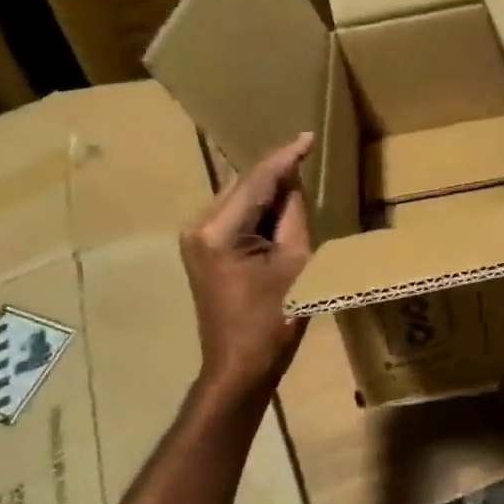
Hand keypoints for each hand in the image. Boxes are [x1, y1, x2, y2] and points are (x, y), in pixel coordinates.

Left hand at [180, 132, 314, 398]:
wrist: (239, 367)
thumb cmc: (274, 321)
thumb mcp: (296, 262)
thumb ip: (293, 215)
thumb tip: (293, 181)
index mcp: (219, 230)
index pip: (257, 181)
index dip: (285, 158)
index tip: (308, 136)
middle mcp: (198, 226)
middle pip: (244, 186)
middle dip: (276, 175)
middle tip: (309, 159)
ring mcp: (194, 237)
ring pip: (239, 198)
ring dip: (267, 193)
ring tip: (300, 184)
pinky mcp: (200, 248)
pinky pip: (234, 216)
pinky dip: (257, 211)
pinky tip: (280, 210)